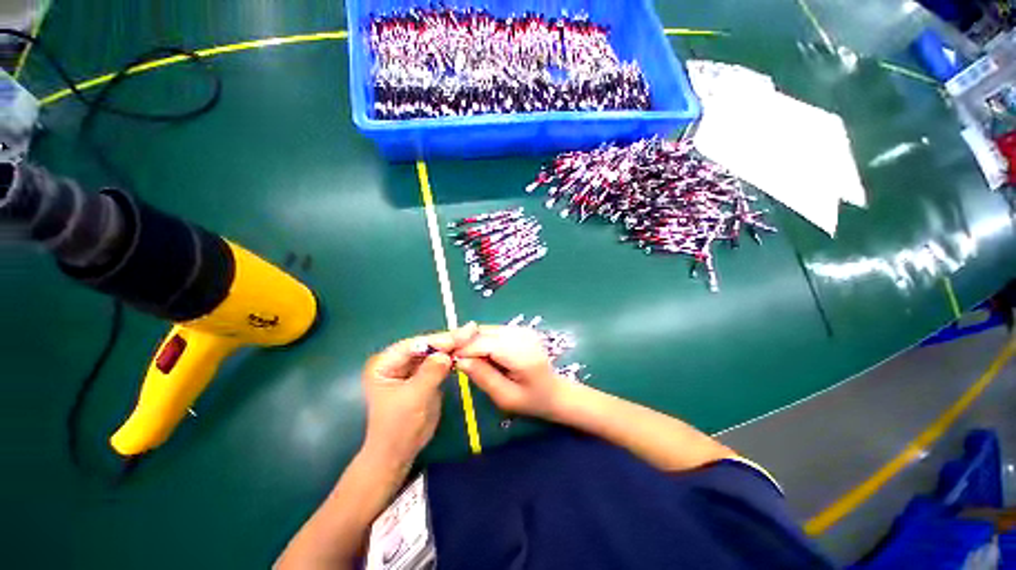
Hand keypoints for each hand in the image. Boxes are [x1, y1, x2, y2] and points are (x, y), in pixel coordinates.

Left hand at [361, 324, 477, 468]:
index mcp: (384, 363)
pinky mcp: (423, 374)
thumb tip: (447, 354)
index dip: (438, 340)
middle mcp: (397, 360)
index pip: (414, 345)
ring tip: (472, 335)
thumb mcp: (413, 398)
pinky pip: (439, 361)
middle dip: (448, 340)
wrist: (399, 452)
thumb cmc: (398, 427)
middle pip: (426, 345)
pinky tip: (465, 349)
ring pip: (434, 351)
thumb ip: (429, 373)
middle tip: (471, 330)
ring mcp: (411, 367)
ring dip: (452, 345)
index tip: (461, 336)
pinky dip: (452, 356)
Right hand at [454, 326, 569, 419]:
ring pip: (485, 329)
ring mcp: (521, 329)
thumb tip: (459, 360)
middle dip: (462, 341)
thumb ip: (483, 377)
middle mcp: (521, 334)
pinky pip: (492, 331)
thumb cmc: (532, 401)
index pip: (484, 343)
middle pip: (483, 331)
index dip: (462, 348)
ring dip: (470, 340)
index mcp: (521, 353)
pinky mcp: (519, 330)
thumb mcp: (505, 397)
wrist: (556, 392)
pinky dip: (480, 340)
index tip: (442, 357)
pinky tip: (476, 353)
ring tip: (458, 356)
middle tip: (446, 355)